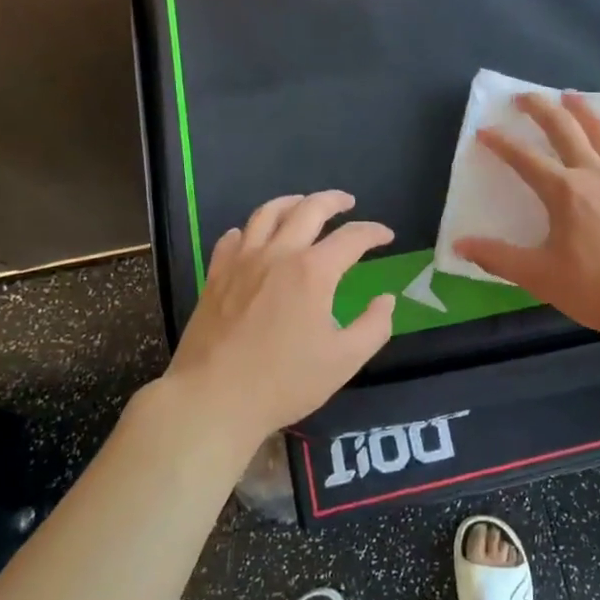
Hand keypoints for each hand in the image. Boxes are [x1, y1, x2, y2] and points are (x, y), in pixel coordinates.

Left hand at [166, 192, 395, 436]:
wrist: (213, 399)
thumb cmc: (284, 382)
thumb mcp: (345, 360)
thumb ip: (374, 326)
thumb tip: (386, 299)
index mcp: (313, 271)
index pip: (352, 237)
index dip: (374, 232)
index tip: (387, 236)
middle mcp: (278, 254)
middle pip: (308, 209)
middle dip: (334, 200)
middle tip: (348, 202)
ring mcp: (242, 261)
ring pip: (267, 213)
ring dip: (292, 202)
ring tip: (304, 204)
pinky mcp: (216, 276)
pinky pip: (233, 237)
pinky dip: (249, 229)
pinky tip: (254, 236)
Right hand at [453, 92, 599, 338]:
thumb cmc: (595, 289)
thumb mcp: (539, 276)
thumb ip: (497, 257)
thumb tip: (459, 245)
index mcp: (564, 192)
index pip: (524, 158)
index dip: (501, 143)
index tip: (484, 131)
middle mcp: (594, 173)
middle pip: (565, 129)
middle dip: (541, 109)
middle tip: (523, 97)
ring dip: (584, 110)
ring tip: (571, 97)